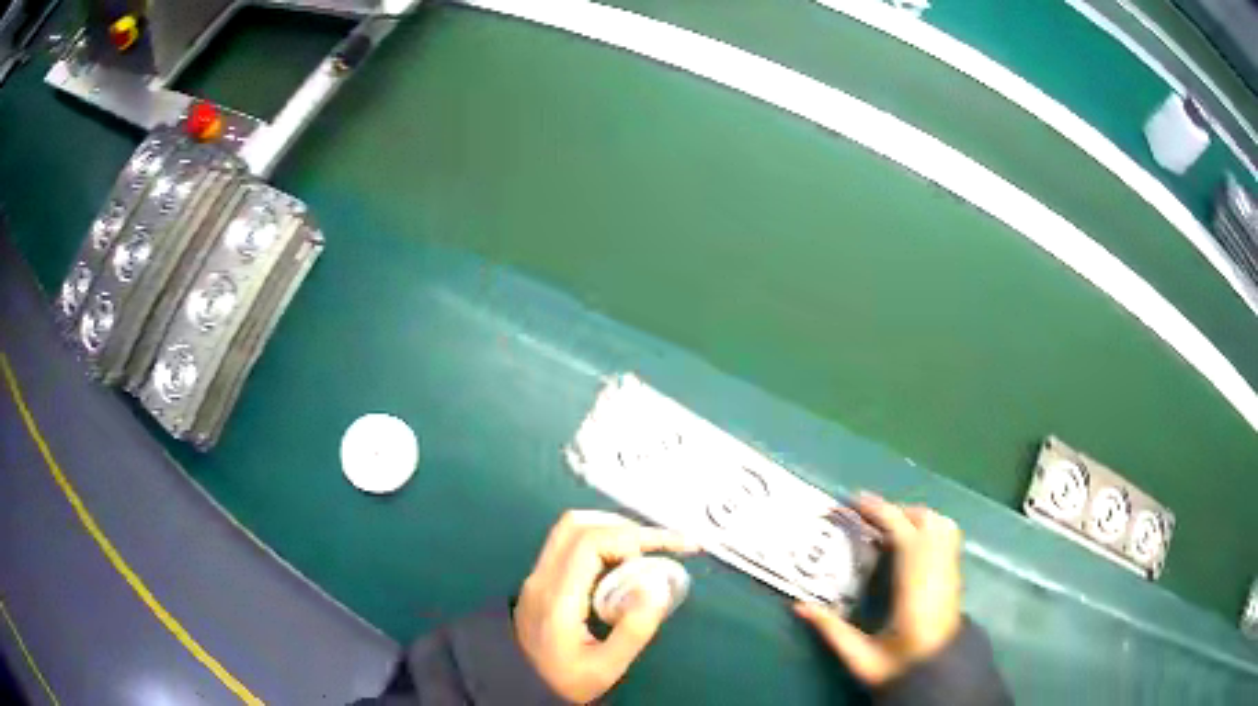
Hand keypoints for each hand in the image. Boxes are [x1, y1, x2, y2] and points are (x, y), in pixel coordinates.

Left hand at [514, 510, 698, 703]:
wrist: (520, 687)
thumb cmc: (567, 680)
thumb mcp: (606, 667)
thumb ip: (634, 629)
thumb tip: (658, 583)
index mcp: (557, 597)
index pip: (591, 541)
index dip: (634, 536)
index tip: (670, 549)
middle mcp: (541, 578)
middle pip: (577, 525)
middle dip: (626, 527)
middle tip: (662, 546)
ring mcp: (536, 576)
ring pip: (570, 529)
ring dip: (611, 529)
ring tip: (645, 551)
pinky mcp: (539, 580)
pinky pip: (568, 544)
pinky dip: (600, 541)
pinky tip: (621, 563)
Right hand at [795, 494, 963, 686]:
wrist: (936, 676)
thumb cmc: (899, 667)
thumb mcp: (860, 656)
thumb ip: (831, 629)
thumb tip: (798, 606)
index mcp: (913, 584)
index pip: (901, 531)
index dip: (878, 511)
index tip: (853, 501)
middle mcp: (937, 569)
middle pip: (925, 519)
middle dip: (895, 511)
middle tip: (866, 518)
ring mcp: (951, 571)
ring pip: (941, 524)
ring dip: (915, 517)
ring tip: (890, 527)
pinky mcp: (956, 578)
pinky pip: (948, 537)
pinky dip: (930, 528)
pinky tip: (913, 545)